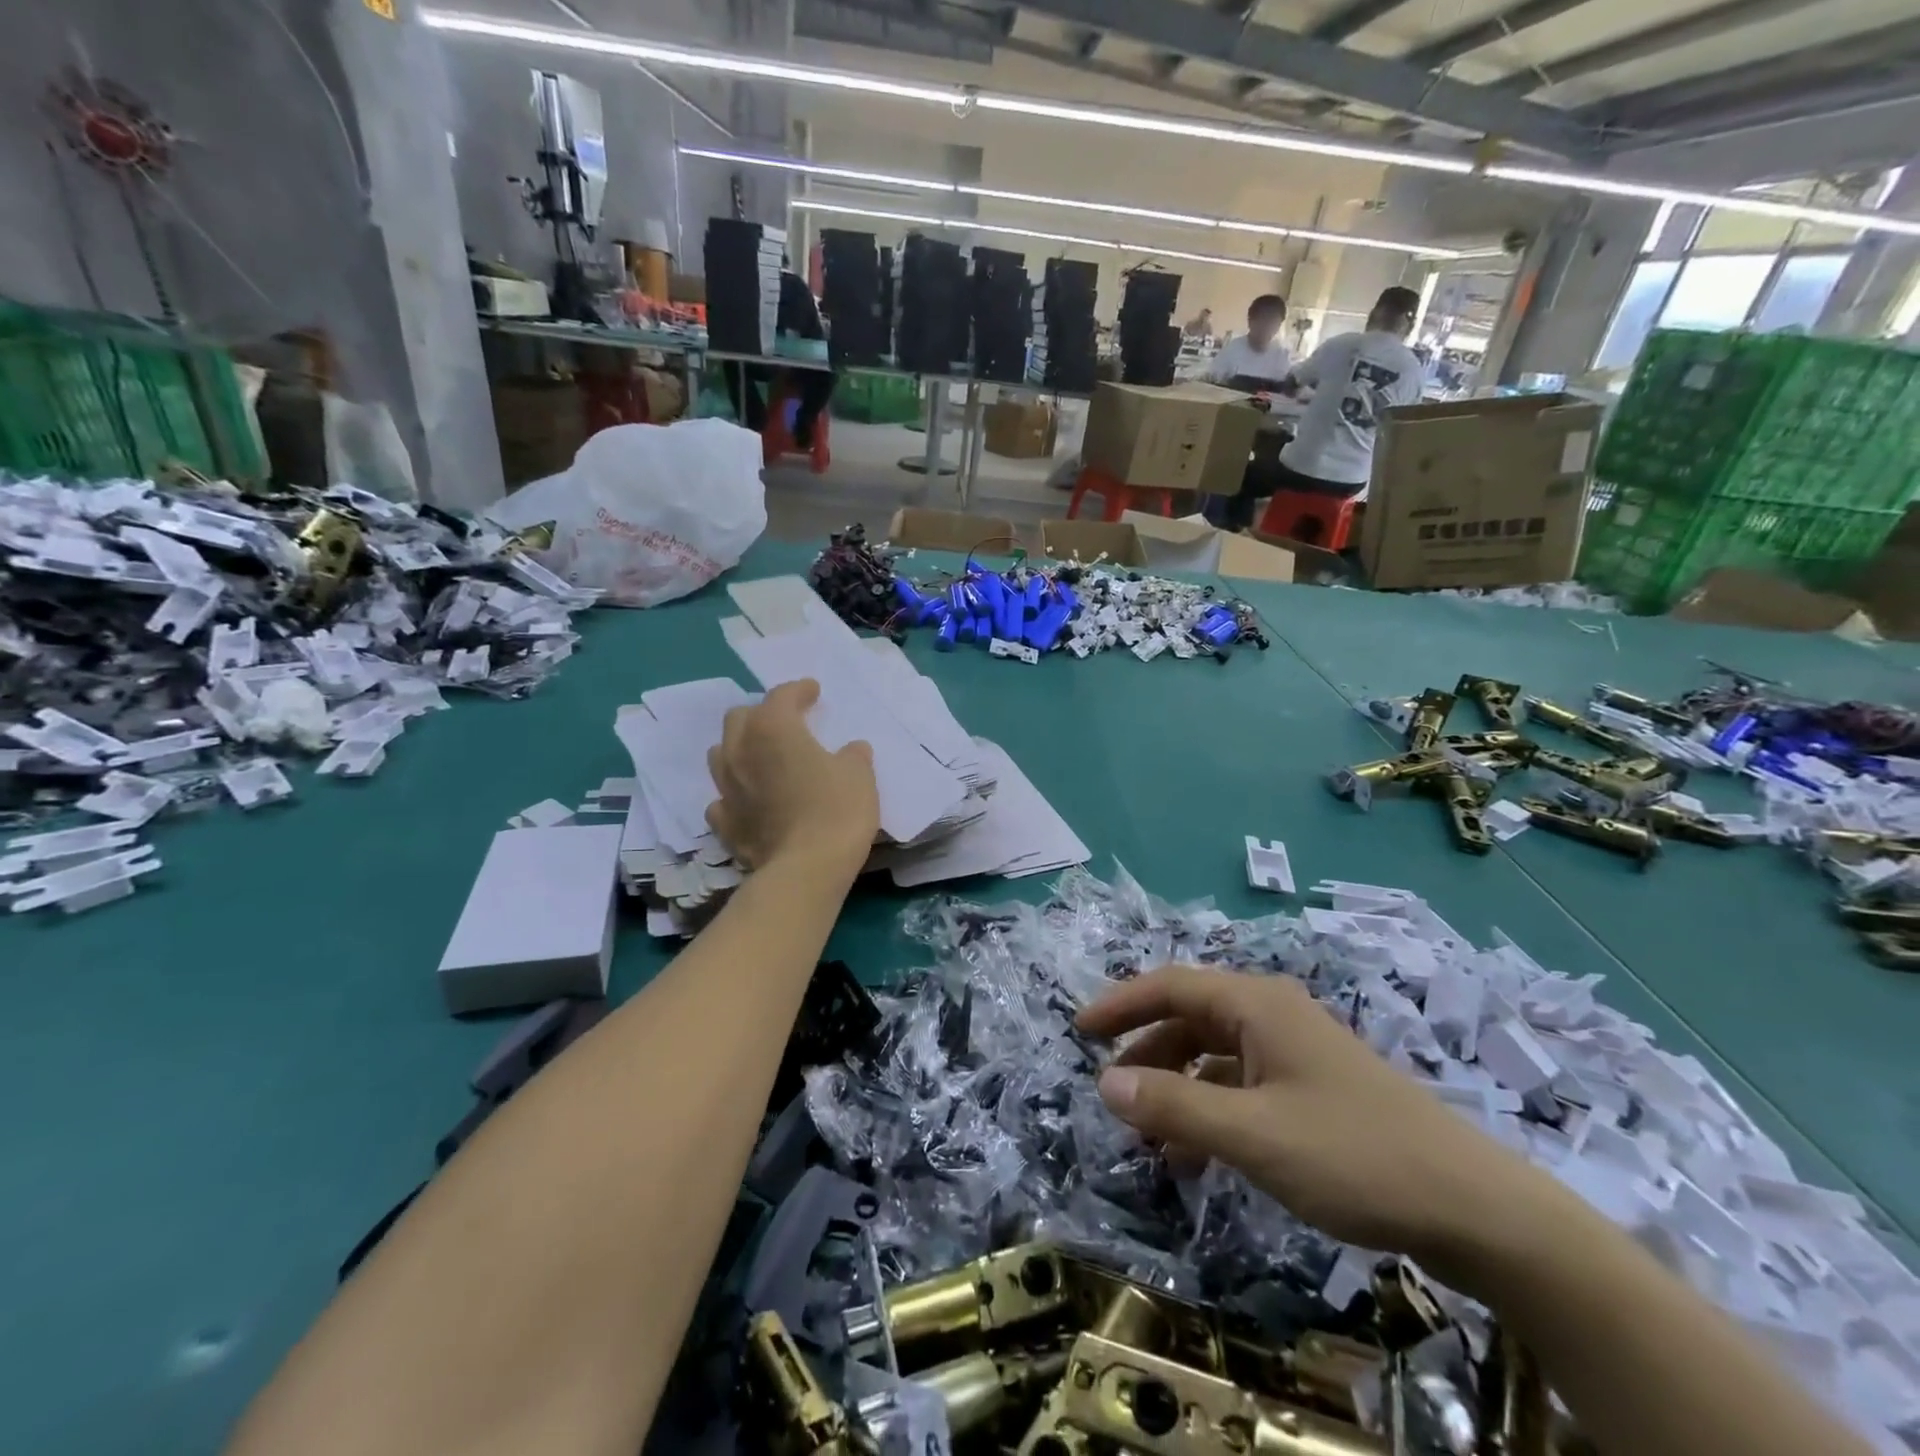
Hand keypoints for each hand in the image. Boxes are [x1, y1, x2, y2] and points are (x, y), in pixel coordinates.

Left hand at [705, 680, 877, 870]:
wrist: (806, 868)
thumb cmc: (836, 810)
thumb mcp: (859, 775)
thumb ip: (853, 756)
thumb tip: (852, 750)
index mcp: (773, 729)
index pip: (781, 696)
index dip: (799, 690)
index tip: (813, 691)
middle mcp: (740, 752)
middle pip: (740, 718)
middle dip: (761, 714)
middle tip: (785, 722)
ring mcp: (727, 789)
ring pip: (721, 754)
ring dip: (740, 748)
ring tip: (761, 756)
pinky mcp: (724, 823)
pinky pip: (723, 798)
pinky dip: (735, 793)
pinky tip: (750, 800)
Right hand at [1076, 966, 1545, 1272]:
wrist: (1475, 1209)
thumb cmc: (1355, 1156)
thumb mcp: (1253, 1135)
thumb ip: (1175, 1107)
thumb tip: (1106, 1084)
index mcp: (1257, 1004)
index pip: (1171, 985)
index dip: (1120, 1004)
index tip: (1079, 1032)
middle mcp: (1272, 1014)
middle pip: (1190, 1016)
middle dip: (1146, 1049)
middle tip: (1108, 1087)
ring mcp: (1295, 1051)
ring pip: (1215, 1053)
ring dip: (1177, 1085)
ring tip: (1147, 1133)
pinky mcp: (1312, 1088)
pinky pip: (1242, 1084)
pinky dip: (1211, 1108)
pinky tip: (1198, 1153)